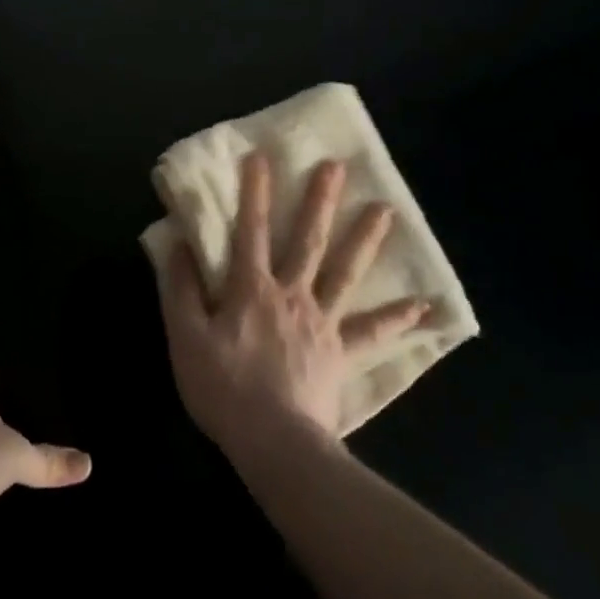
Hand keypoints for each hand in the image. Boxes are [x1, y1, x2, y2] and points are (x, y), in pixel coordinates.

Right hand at [157, 154, 430, 455]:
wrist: (273, 442)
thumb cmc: (223, 387)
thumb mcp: (185, 336)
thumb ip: (180, 288)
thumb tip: (177, 244)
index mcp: (251, 288)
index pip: (250, 230)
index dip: (253, 192)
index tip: (261, 156)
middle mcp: (291, 294)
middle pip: (307, 240)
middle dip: (320, 201)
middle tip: (337, 166)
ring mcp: (321, 321)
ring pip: (345, 272)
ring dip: (365, 239)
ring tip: (386, 209)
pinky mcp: (340, 351)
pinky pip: (371, 331)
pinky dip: (396, 317)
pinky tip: (422, 304)